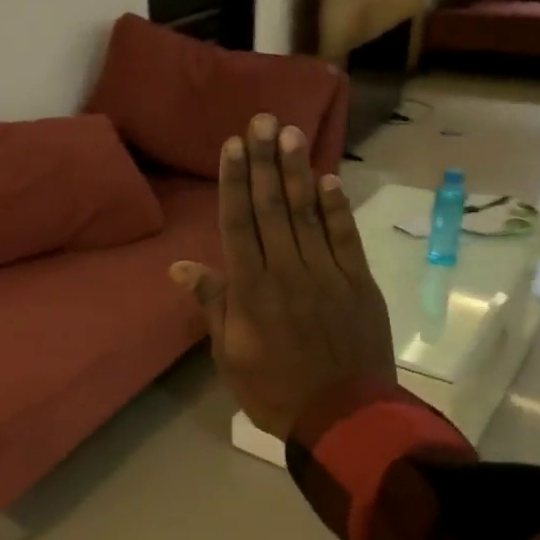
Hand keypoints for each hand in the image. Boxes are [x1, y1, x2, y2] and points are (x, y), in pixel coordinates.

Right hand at [170, 114, 394, 439]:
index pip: (238, 224)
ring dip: (297, 173)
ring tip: (291, 134)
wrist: (345, 418)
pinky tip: (329, 179)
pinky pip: (346, 238)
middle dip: (265, 162)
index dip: (234, 182)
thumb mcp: (229, 355)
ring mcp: (327, 274)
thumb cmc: (275, 390)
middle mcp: (287, 271)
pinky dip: (337, 208)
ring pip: (308, 214)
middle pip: (272, 208)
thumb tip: (180, 266)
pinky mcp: (359, 283)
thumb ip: (212, 304)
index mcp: (252, 290)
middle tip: (263, 121)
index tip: (233, 145)